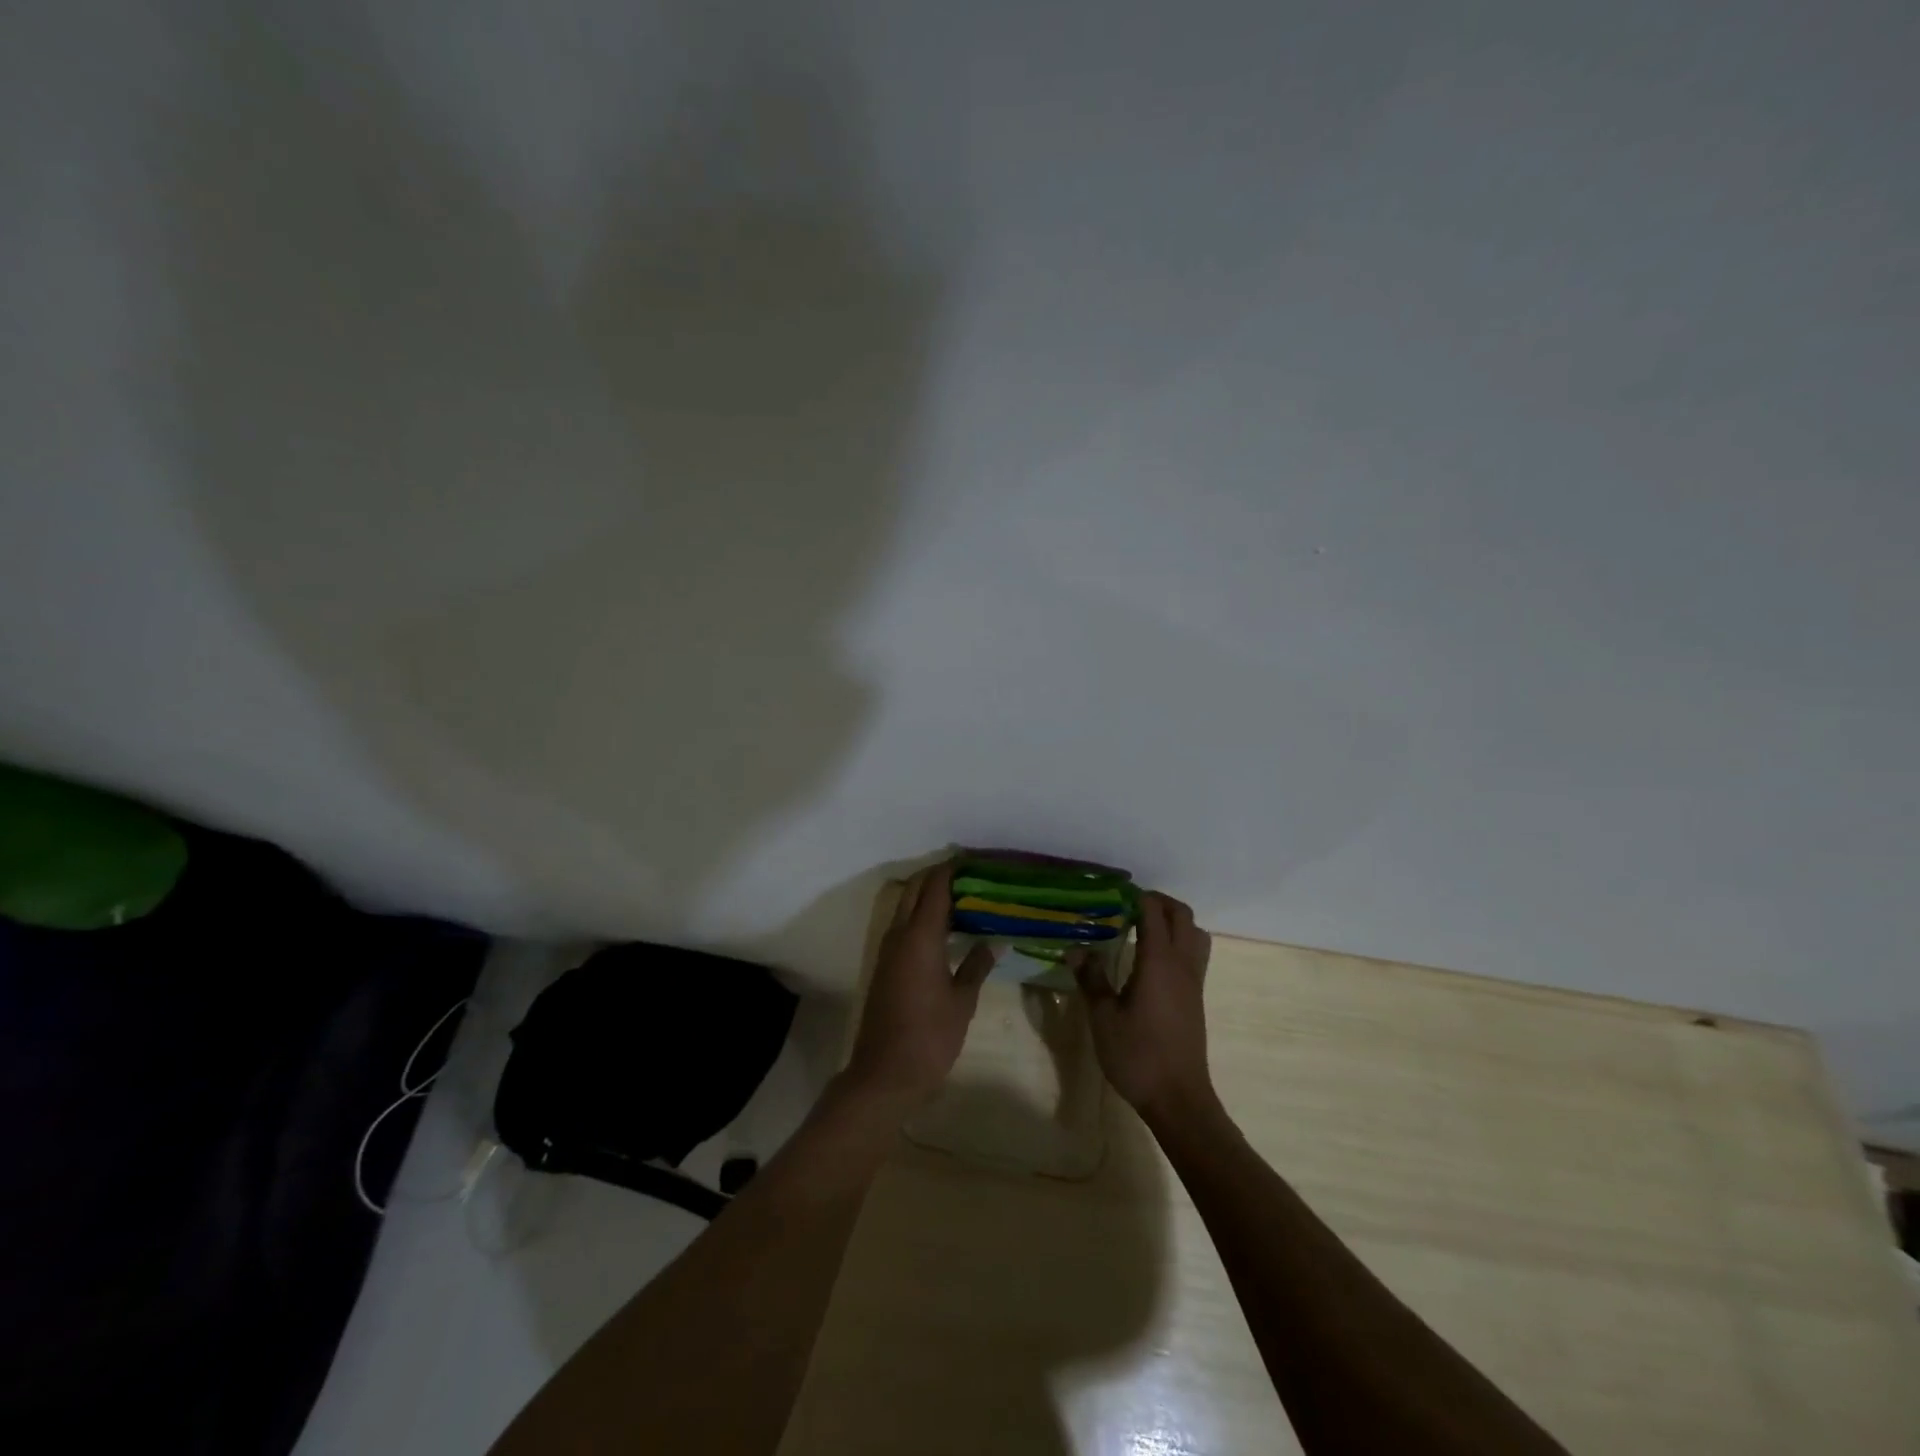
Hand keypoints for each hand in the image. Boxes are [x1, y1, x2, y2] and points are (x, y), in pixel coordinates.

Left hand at [844, 864, 994, 1102]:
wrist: (885, 1074)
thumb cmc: (930, 1037)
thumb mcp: (962, 1002)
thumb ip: (977, 966)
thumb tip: (994, 941)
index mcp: (920, 938)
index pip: (935, 888)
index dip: (953, 870)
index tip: (975, 860)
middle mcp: (899, 936)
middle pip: (915, 890)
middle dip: (939, 877)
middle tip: (971, 876)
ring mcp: (888, 951)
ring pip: (906, 907)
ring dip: (928, 896)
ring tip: (963, 897)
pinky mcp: (885, 966)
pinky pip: (903, 927)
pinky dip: (922, 917)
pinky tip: (945, 929)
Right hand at [1073, 892, 1215, 1125]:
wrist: (1179, 1099)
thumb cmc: (1137, 1055)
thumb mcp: (1103, 1017)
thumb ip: (1091, 978)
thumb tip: (1076, 948)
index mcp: (1159, 961)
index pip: (1154, 912)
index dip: (1136, 897)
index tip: (1113, 895)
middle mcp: (1182, 964)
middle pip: (1182, 915)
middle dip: (1159, 902)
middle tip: (1129, 906)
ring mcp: (1194, 982)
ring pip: (1195, 934)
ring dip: (1175, 922)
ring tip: (1144, 929)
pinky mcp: (1196, 998)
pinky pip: (1195, 954)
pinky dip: (1179, 942)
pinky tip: (1152, 961)